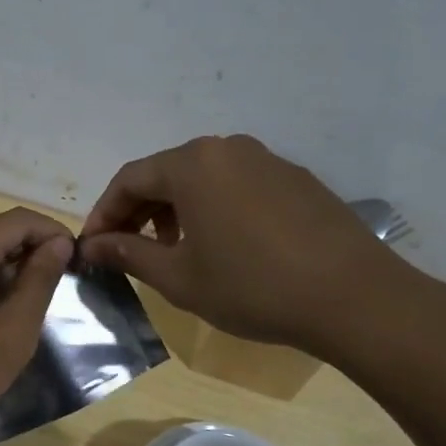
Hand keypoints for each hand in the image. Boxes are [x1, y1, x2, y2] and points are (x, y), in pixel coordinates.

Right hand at [79, 134, 433, 363]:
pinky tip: (223, 246)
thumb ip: (128, 255)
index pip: (130, 179)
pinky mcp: (296, 179)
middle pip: (166, 173)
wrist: (354, 297)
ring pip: (203, 178)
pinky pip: (238, 185)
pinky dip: (214, 209)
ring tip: (174, 251)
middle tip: (128, 250)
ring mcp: (267, 160)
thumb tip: (91, 246)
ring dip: (176, 210)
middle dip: (139, 211)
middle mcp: (228, 149)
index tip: (92, 247)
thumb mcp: (179, 278)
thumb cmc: (252, 287)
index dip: (104, 213)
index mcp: (193, 164)